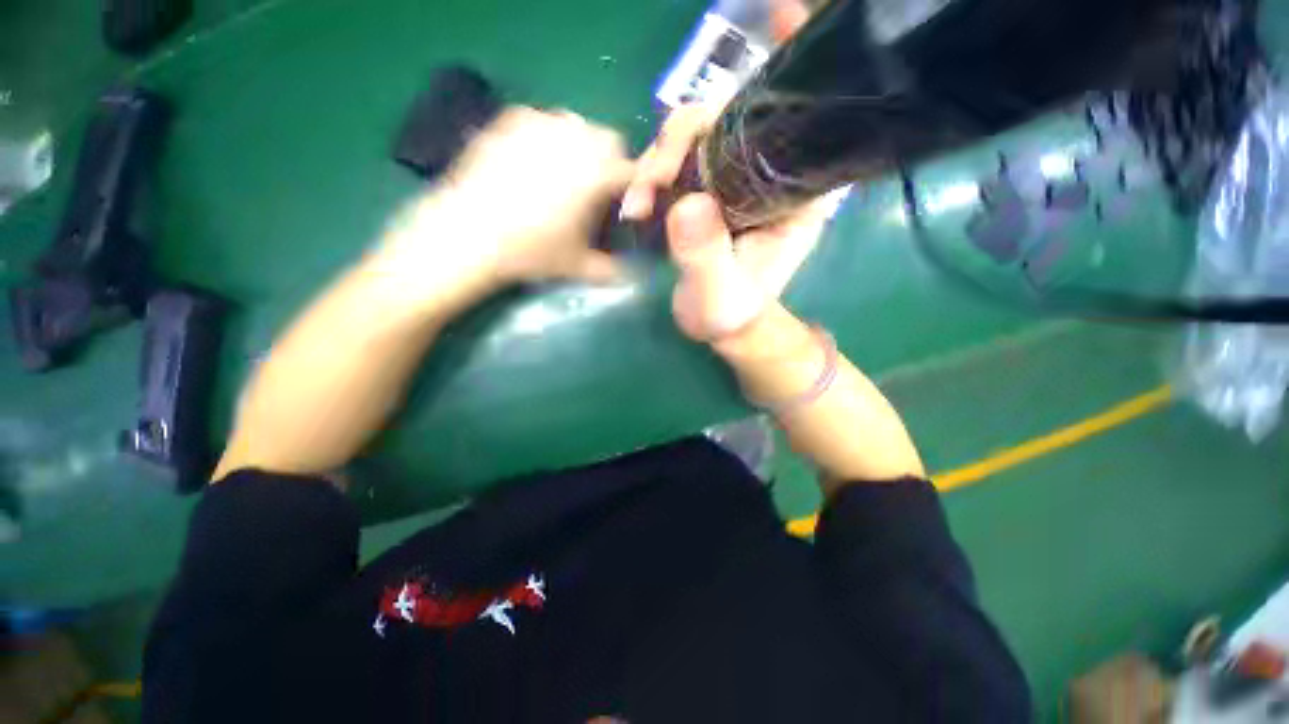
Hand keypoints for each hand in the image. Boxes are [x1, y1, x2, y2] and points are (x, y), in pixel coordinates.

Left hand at [376, 108, 633, 309]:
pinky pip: (539, 121)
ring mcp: (539, 124)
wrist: (467, 233)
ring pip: (575, 125)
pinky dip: (545, 138)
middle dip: (608, 162)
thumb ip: (611, 270)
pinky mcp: (508, 121)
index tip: (624, 205)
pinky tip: (530, 164)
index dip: (633, 187)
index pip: (632, 170)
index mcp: (597, 173)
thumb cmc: (531, 250)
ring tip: (562, 176)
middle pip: (607, 139)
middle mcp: (574, 139)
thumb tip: (632, 277)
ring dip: (579, 146)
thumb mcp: (577, 266)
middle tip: (594, 190)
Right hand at [621, 104, 832, 342]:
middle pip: (723, 123)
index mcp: (792, 196)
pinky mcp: (711, 189)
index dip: (716, 131)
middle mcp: (768, 176)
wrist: (720, 324)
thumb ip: (706, 255)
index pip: (765, 131)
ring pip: (694, 139)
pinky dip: (652, 178)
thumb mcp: (717, 294)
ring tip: (636, 209)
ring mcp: (736, 179)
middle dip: (674, 148)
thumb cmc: (729, 313)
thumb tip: (687, 205)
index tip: (673, 171)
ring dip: (655, 165)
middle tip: (645, 192)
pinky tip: (637, 207)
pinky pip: (679, 163)